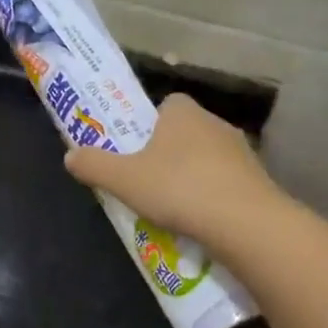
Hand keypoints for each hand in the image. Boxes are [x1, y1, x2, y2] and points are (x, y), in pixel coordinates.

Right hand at [63, 95, 281, 249]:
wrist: (246, 222)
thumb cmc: (178, 188)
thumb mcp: (123, 180)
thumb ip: (93, 165)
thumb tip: (70, 156)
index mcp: (182, 111)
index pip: (164, 105)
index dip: (147, 125)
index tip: (135, 151)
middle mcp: (214, 122)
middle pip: (184, 132)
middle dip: (167, 153)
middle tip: (147, 182)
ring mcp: (241, 151)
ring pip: (207, 158)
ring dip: (192, 176)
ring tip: (173, 207)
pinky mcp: (258, 179)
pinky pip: (226, 182)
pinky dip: (213, 196)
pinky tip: (201, 220)